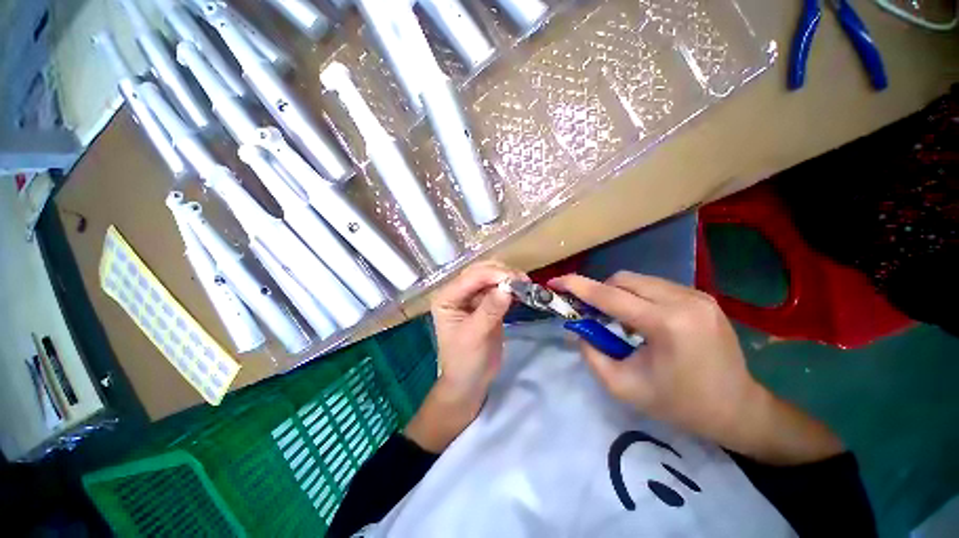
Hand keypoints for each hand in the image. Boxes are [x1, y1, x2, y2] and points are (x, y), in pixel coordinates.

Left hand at [405, 261, 522, 452]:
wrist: (471, 381)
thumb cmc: (465, 360)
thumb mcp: (475, 335)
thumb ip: (489, 310)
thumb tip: (507, 288)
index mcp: (447, 298)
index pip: (470, 278)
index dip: (492, 274)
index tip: (515, 279)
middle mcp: (458, 293)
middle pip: (480, 272)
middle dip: (501, 273)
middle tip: (523, 280)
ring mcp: (472, 298)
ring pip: (491, 278)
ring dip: (508, 279)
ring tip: (526, 284)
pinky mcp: (486, 304)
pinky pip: (499, 290)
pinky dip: (510, 289)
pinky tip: (522, 292)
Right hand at [551, 272, 843, 464]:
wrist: (738, 409)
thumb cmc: (679, 405)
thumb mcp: (624, 387)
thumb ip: (591, 354)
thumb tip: (578, 327)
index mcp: (666, 325)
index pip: (609, 296)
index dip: (577, 286)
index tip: (555, 280)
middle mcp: (684, 300)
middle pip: (623, 280)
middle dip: (599, 292)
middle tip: (591, 313)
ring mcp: (697, 295)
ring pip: (639, 280)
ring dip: (619, 295)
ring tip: (620, 321)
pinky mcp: (702, 297)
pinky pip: (655, 286)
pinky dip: (638, 297)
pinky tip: (642, 320)